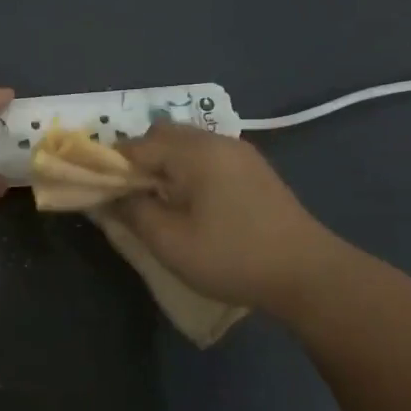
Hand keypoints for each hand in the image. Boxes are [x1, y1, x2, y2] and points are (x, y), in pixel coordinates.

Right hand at [113, 122, 343, 313]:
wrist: (309, 275)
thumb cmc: (233, 257)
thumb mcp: (170, 242)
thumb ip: (133, 212)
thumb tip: (109, 195)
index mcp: (193, 152)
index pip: (135, 146)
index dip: (111, 168)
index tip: (101, 194)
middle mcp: (216, 140)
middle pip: (161, 135)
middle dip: (138, 161)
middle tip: (131, 198)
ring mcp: (239, 152)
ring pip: (185, 144)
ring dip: (164, 165)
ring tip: (159, 202)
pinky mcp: (254, 169)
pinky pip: (206, 156)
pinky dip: (187, 169)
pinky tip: (191, 203)